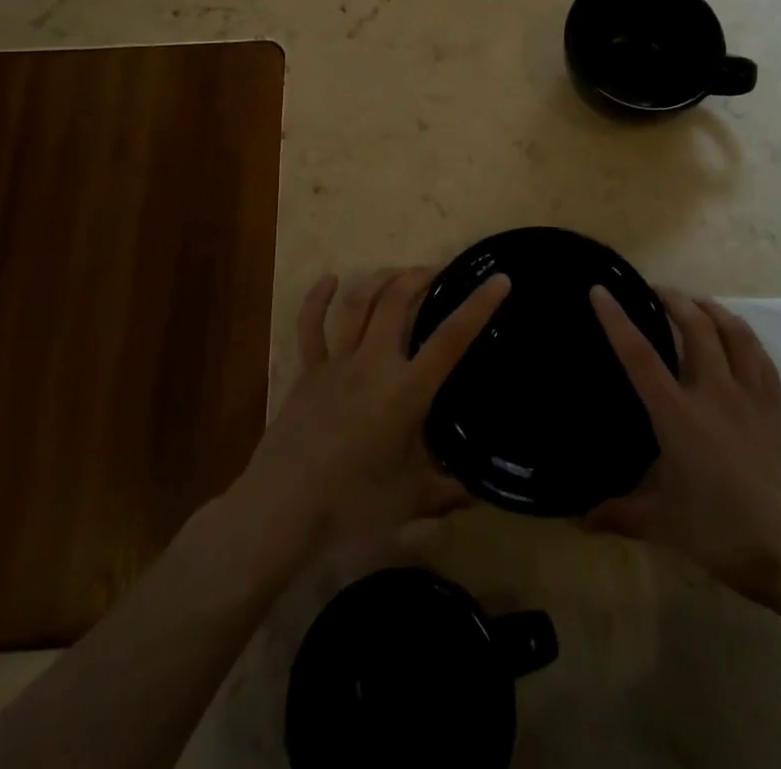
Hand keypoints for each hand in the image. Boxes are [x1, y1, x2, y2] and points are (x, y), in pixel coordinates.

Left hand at [235, 268, 509, 555]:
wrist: (282, 508)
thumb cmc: (352, 504)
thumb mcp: (410, 500)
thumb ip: (447, 491)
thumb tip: (480, 493)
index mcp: (406, 391)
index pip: (450, 339)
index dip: (478, 307)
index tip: (499, 279)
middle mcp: (373, 364)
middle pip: (397, 301)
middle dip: (420, 277)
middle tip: (438, 272)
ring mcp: (336, 362)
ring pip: (358, 303)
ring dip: (380, 280)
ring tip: (399, 273)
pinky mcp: (307, 371)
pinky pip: (310, 326)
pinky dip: (317, 298)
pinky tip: (328, 279)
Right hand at [586, 287, 780, 621]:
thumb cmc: (728, 536)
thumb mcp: (666, 526)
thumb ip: (621, 514)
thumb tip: (579, 518)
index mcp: (679, 415)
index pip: (639, 356)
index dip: (616, 320)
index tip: (600, 290)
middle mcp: (714, 392)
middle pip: (694, 326)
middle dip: (672, 298)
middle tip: (653, 290)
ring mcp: (752, 395)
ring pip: (732, 330)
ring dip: (709, 307)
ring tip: (693, 302)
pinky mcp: (779, 406)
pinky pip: (759, 354)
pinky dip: (741, 333)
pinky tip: (735, 336)